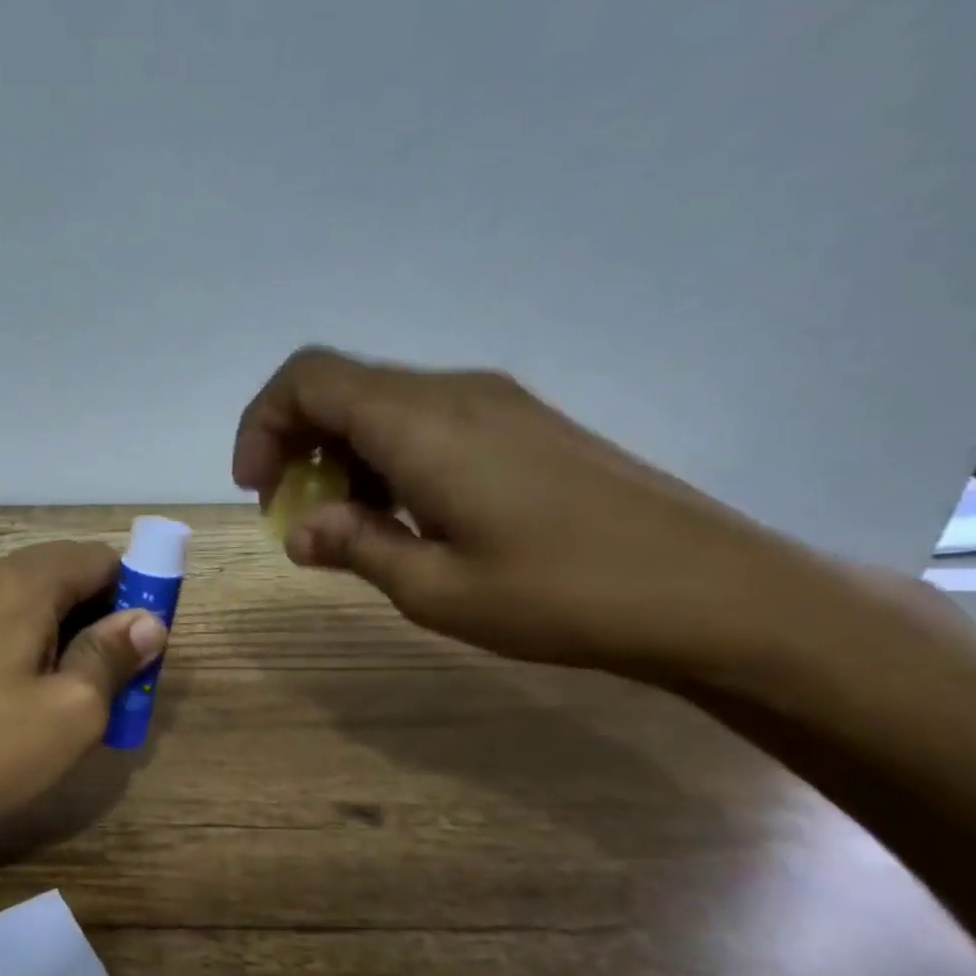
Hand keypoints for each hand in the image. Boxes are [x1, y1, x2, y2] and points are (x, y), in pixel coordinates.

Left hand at [0, 541, 166, 844]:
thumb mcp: (72, 710)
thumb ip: (112, 655)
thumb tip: (147, 621)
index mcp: (18, 583)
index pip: (96, 557)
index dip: (134, 591)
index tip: (147, 643)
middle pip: (61, 575)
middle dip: (101, 615)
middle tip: (119, 676)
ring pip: (28, 601)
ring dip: (66, 633)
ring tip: (80, 693)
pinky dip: (28, 644)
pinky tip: (31, 696)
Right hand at [232, 346, 832, 680]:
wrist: (716, 594)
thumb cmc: (561, 595)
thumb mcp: (434, 588)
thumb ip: (353, 546)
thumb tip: (300, 529)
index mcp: (421, 423)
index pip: (307, 380)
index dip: (261, 425)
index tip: (259, 490)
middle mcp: (453, 393)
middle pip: (339, 387)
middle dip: (294, 444)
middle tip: (295, 515)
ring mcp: (494, 402)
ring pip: (380, 403)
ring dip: (341, 455)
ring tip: (350, 525)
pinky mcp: (522, 423)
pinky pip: (424, 420)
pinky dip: (385, 456)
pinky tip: (406, 515)